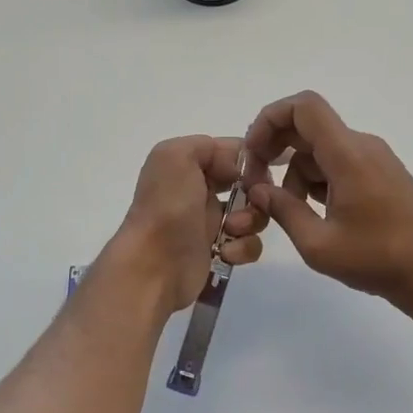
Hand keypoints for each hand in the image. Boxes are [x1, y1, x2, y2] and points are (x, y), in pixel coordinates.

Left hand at [110, 136, 267, 313]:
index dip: (251, 161)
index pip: (231, 153)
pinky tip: (226, 253)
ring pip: (252, 214)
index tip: (259, 173)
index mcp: (188, 166)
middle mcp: (198, 192)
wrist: (154, 266)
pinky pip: (247, 244)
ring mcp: (210, 224)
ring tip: (231, 230)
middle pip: (248, 184)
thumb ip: (206, 146)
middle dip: (257, 192)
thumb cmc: (167, 208)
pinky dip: (243, 248)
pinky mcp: (220, 253)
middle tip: (253, 202)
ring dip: (251, 221)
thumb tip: (235, 167)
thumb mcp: (175, 157)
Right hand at [245, 91, 412, 309]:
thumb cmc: (377, 258)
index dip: (269, 119)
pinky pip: (338, 163)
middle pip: (307, 127)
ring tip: (289, 211)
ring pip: (320, 150)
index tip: (253, 153)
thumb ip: (283, 210)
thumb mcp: (318, 244)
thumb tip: (258, 189)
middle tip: (258, 183)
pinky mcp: (380, 174)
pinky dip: (317, 180)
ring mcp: (373, 159)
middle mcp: (361, 146)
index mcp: (347, 154)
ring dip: (295, 173)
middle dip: (275, 149)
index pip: (303, 107)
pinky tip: (313, 213)